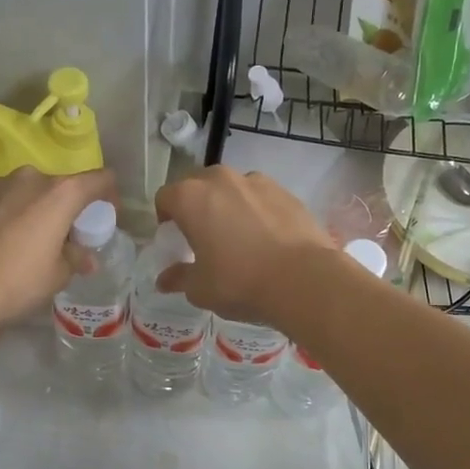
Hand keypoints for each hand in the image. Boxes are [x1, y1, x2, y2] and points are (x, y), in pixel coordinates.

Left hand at [0, 166, 116, 329]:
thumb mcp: (56, 276)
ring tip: (29, 242)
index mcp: (60, 193)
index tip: (106, 216)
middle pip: (61, 186)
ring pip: (29, 192)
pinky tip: (0, 243)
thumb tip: (84, 257)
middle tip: (66, 238)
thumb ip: (75, 258)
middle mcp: (30, 178)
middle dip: (68, 209)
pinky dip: (10, 214)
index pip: (100, 179)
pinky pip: (3, 200)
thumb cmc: (15, 281)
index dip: (110, 195)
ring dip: (37, 210)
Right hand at [152, 166, 334, 323]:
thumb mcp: (201, 289)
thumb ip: (179, 278)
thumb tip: (164, 280)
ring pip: (232, 188)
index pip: (165, 197)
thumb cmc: (240, 282)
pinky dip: (256, 210)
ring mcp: (257, 181)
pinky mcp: (286, 191)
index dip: (165, 218)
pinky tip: (267, 238)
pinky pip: (260, 197)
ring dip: (227, 205)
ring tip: (238, 236)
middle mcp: (221, 179)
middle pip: (198, 186)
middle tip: (203, 236)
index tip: (174, 239)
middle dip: (196, 206)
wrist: (304, 279)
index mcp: (191, 198)